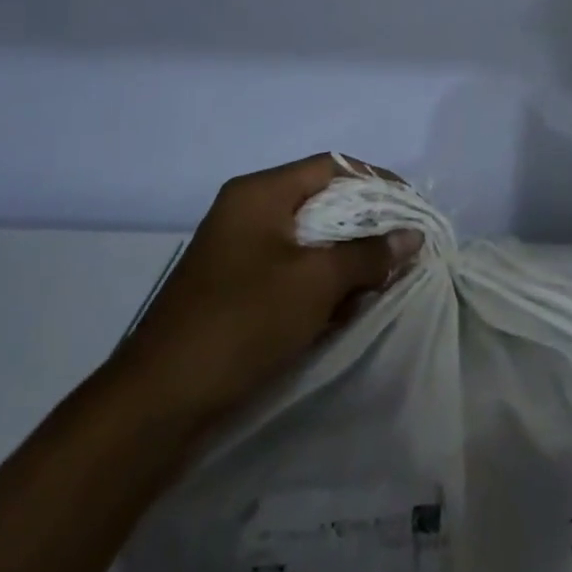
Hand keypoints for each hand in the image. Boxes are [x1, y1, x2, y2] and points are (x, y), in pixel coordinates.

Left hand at [107, 153, 422, 433]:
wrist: (158, 404)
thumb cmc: (242, 323)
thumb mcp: (315, 283)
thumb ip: (368, 254)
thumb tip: (412, 236)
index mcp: (259, 194)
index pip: (332, 167)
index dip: (377, 181)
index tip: (413, 208)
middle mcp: (247, 212)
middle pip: (322, 202)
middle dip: (367, 225)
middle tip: (404, 248)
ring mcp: (239, 252)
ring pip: (309, 240)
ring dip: (347, 258)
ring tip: (383, 281)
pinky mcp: (237, 289)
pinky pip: (292, 270)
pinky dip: (322, 282)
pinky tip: (348, 307)